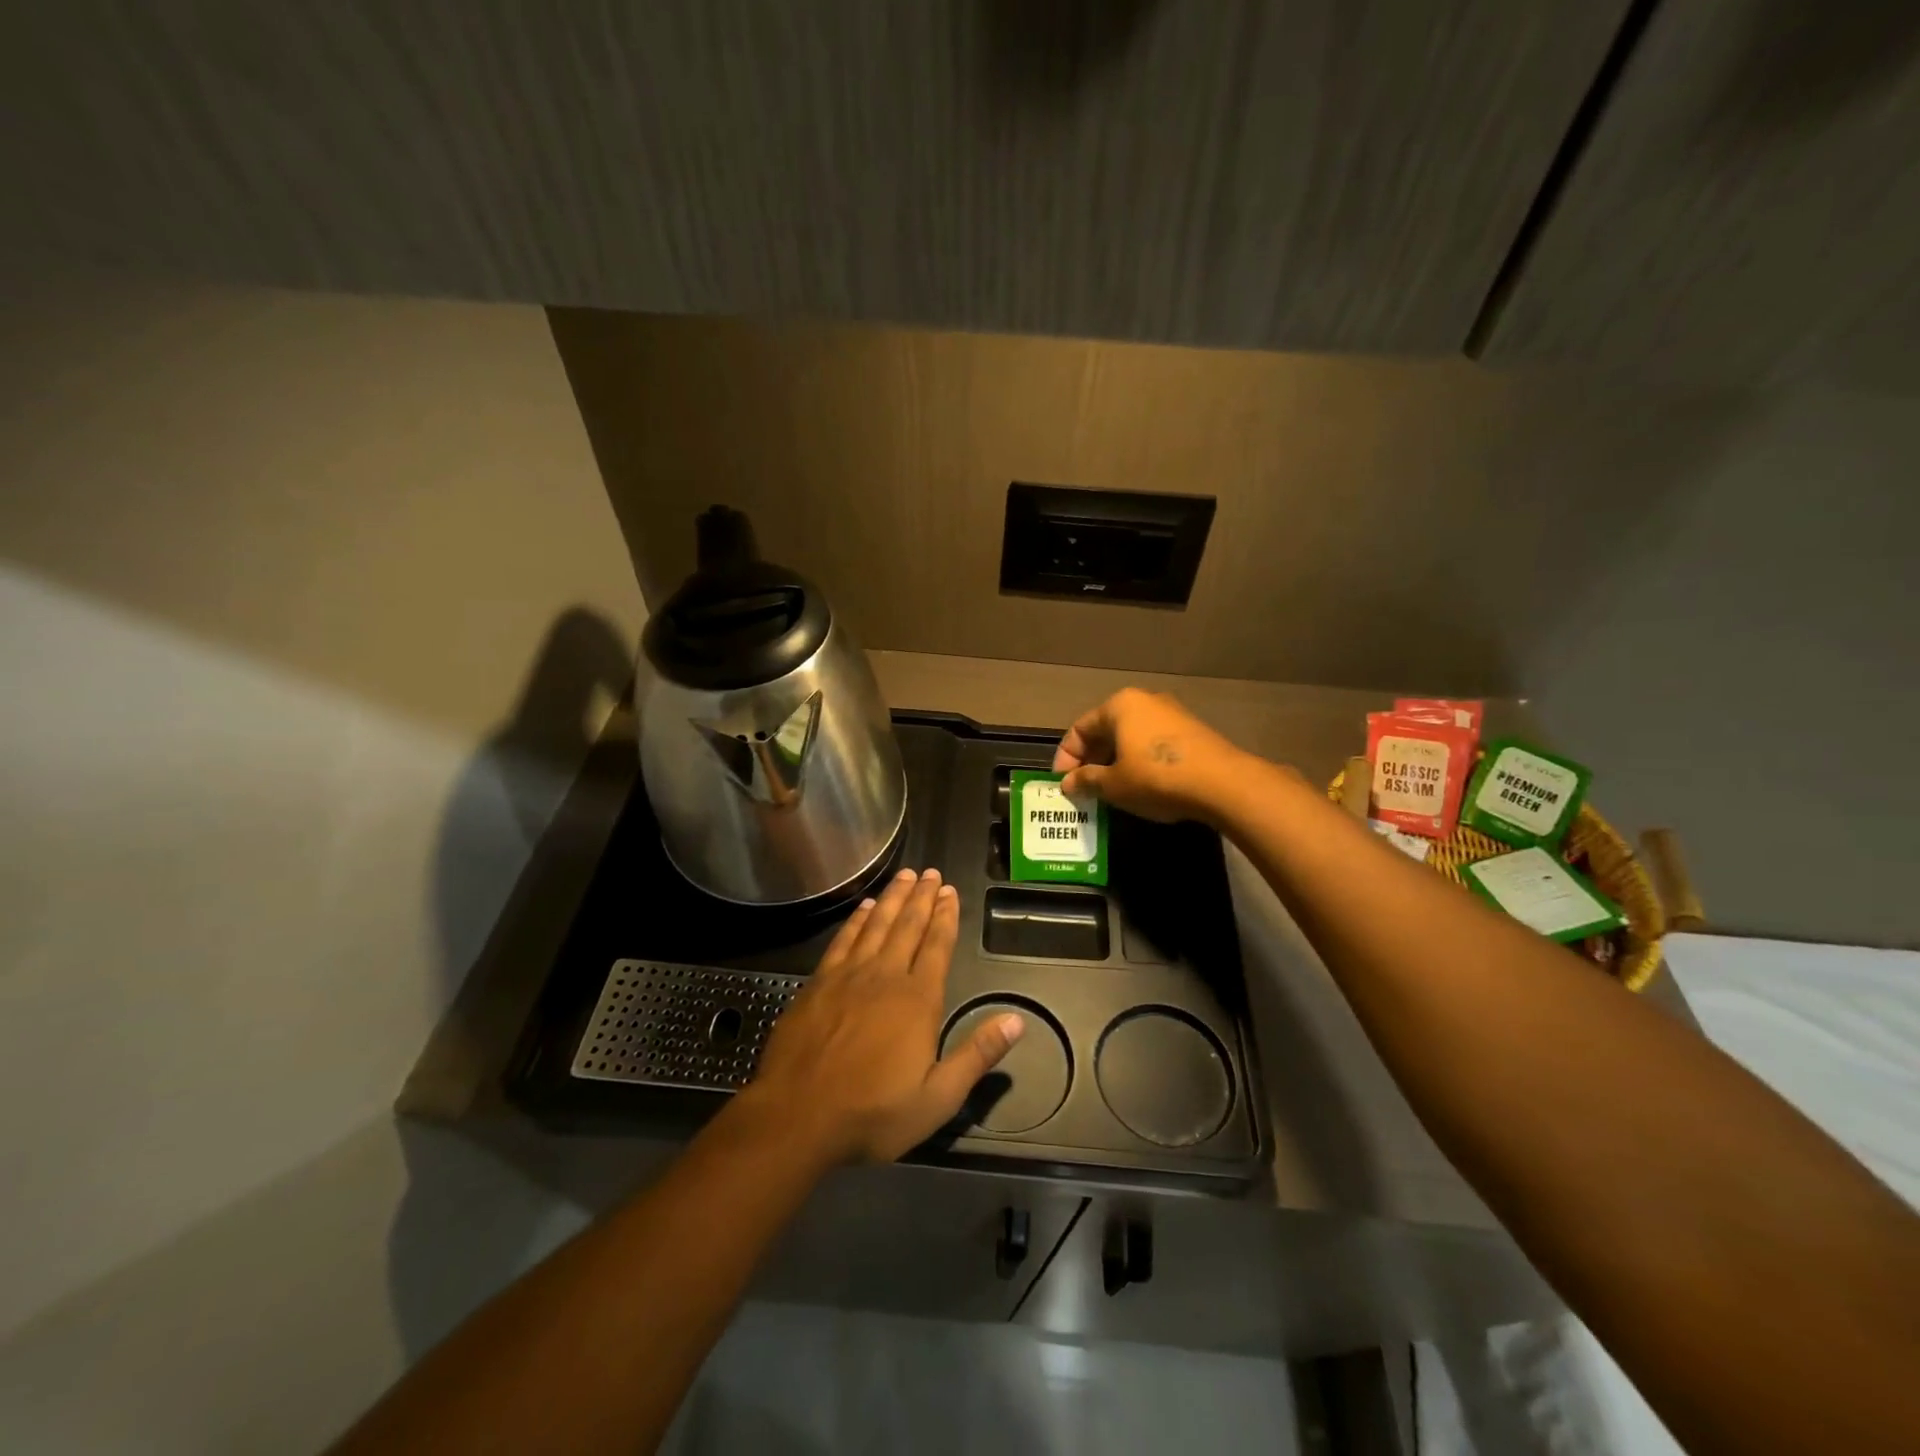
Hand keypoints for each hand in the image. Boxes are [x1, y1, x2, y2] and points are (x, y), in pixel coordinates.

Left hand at [741, 868, 1023, 1164]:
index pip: (937, 946)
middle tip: (931, 873)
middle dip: (922, 897)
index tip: (951, 891)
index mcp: (917, 1000)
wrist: (797, 1117)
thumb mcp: (937, 1098)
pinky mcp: (818, 983)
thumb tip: (1016, 1021)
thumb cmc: (872, 1113)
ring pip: (876, 925)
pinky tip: (864, 907)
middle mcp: (885, 976)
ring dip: (893, 898)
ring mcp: (848, 976)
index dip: (946, 917)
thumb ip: (977, 1055)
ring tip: (905, 876)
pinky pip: (844, 940)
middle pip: (908, 926)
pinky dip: (857, 920)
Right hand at [1051, 688, 1248, 824]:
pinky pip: (1152, 745)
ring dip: (1114, 763)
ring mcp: (1172, 714)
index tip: (1062, 784)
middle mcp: (1145, 701)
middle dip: (1090, 760)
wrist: (1222, 784)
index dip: (1065, 757)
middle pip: (1106, 730)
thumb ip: (1086, 781)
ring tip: (1108, 791)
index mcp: (1120, 705)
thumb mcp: (1113, 784)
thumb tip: (1068, 784)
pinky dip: (1138, 763)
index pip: (1080, 729)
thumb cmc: (1156, 778)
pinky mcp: (1191, 732)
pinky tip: (1139, 787)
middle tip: (1083, 789)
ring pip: (1130, 738)